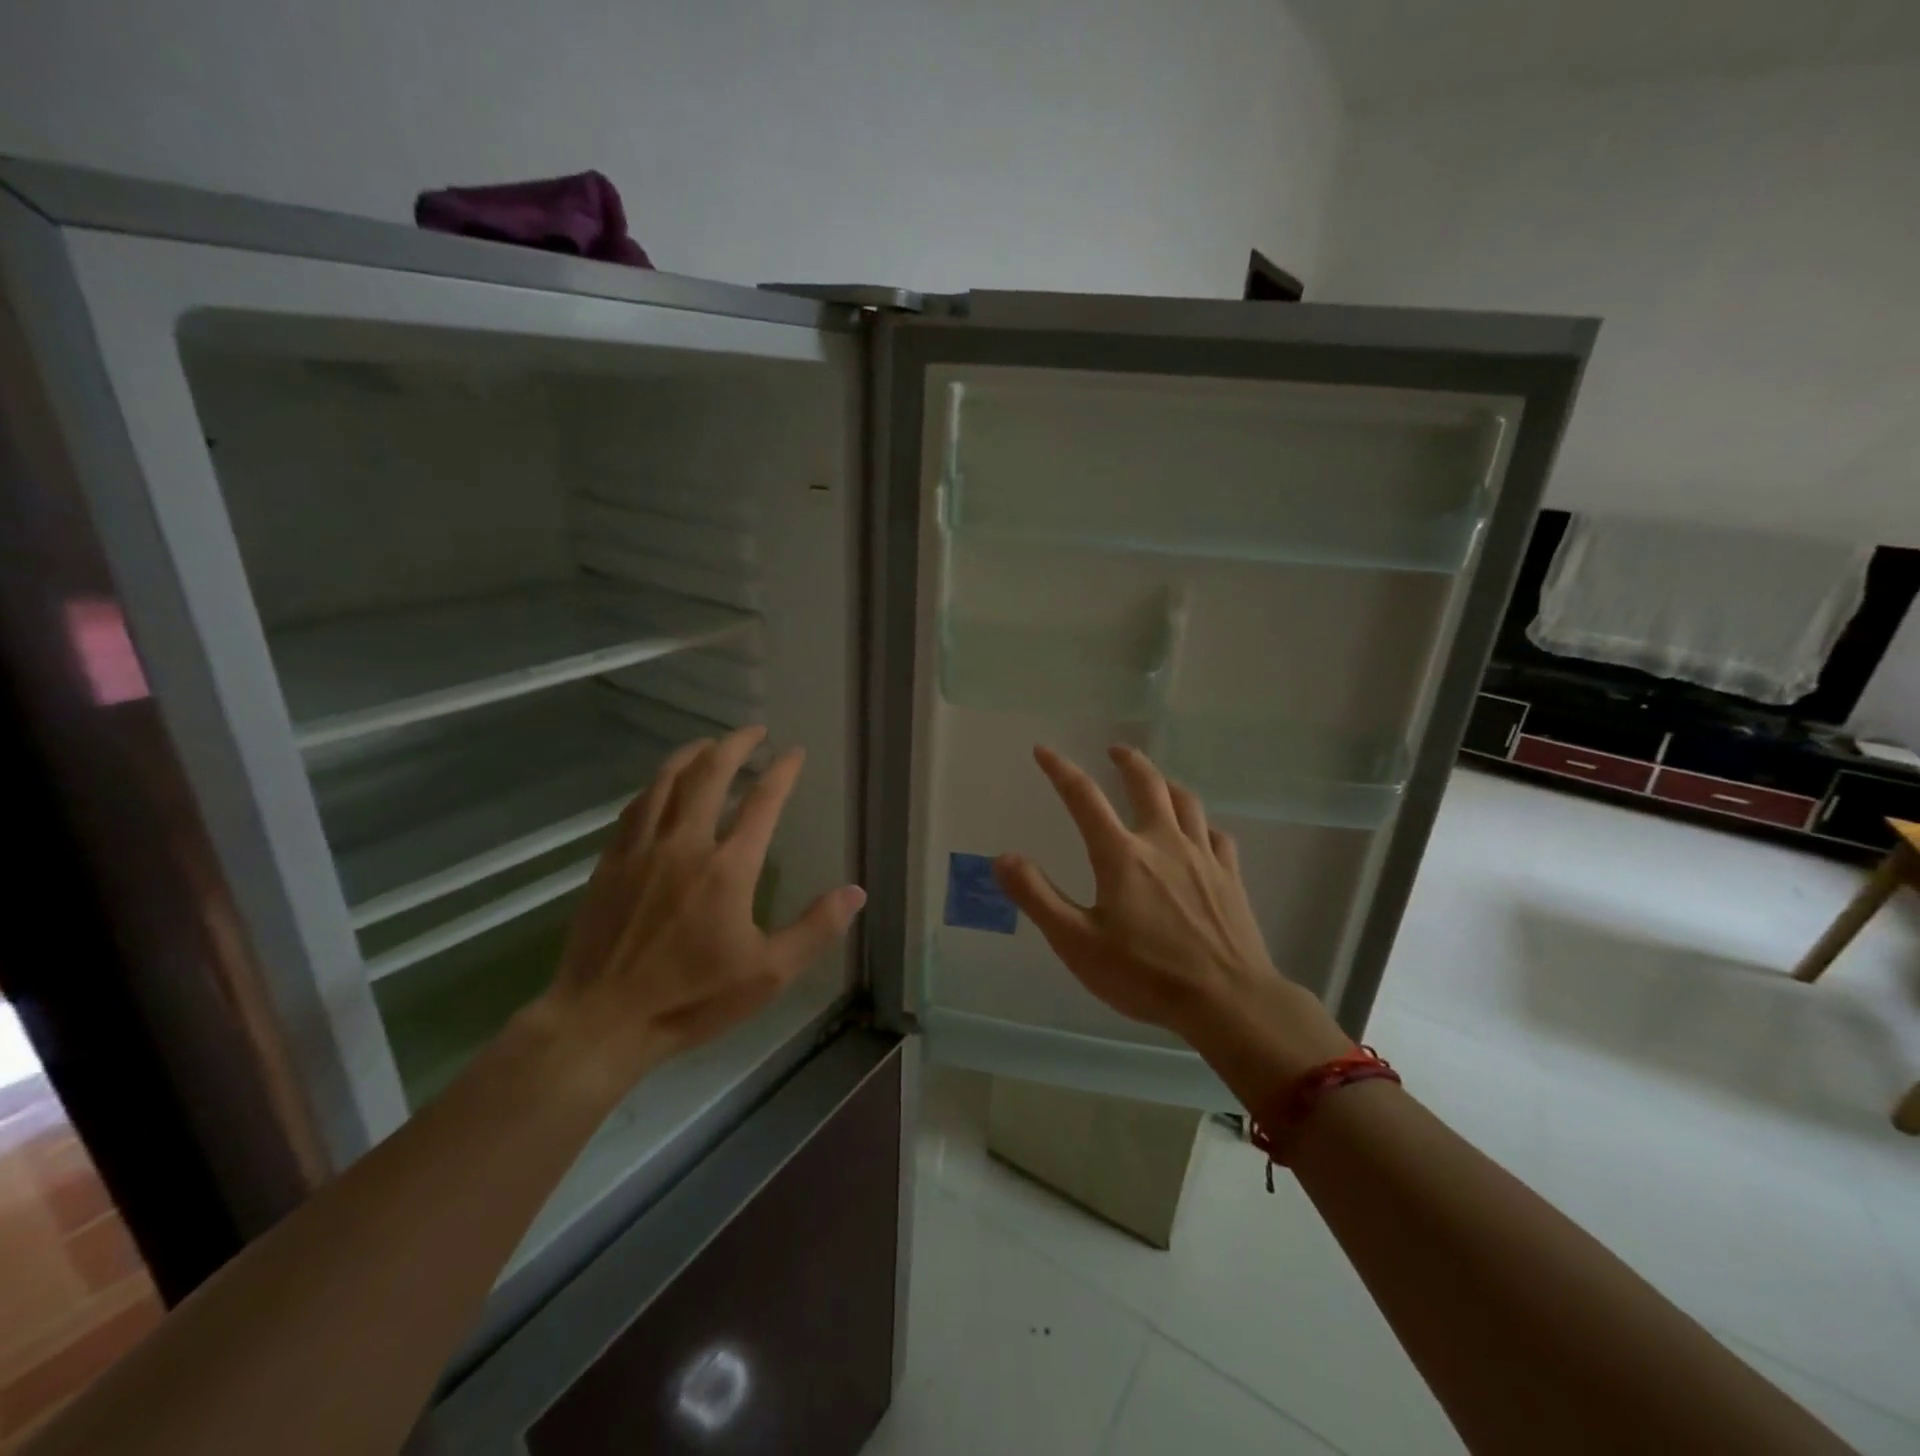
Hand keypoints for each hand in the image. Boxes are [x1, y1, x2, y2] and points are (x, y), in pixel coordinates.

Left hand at [537, 726, 864, 1092]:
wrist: (600, 1021)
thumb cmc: (691, 999)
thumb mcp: (768, 975)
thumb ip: (815, 929)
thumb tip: (856, 892)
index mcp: (728, 868)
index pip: (762, 802)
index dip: (782, 772)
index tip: (794, 752)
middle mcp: (685, 845)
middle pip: (709, 775)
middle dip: (735, 745)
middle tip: (753, 731)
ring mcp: (641, 850)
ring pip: (666, 782)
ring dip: (692, 755)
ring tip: (710, 744)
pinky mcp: (610, 863)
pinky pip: (636, 807)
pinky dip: (656, 785)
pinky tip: (662, 786)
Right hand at [993, 744, 1350, 1098]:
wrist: (1228, 1001)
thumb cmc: (1145, 974)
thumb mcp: (1076, 942)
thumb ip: (1037, 896)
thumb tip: (1003, 858)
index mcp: (1122, 855)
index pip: (1084, 797)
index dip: (1060, 769)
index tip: (1043, 750)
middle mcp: (1163, 843)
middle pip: (1147, 784)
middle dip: (1128, 762)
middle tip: (1115, 750)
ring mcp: (1203, 858)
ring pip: (1186, 802)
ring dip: (1166, 783)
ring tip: (1156, 780)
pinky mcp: (1230, 878)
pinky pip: (1217, 836)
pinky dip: (1203, 824)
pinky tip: (1201, 832)